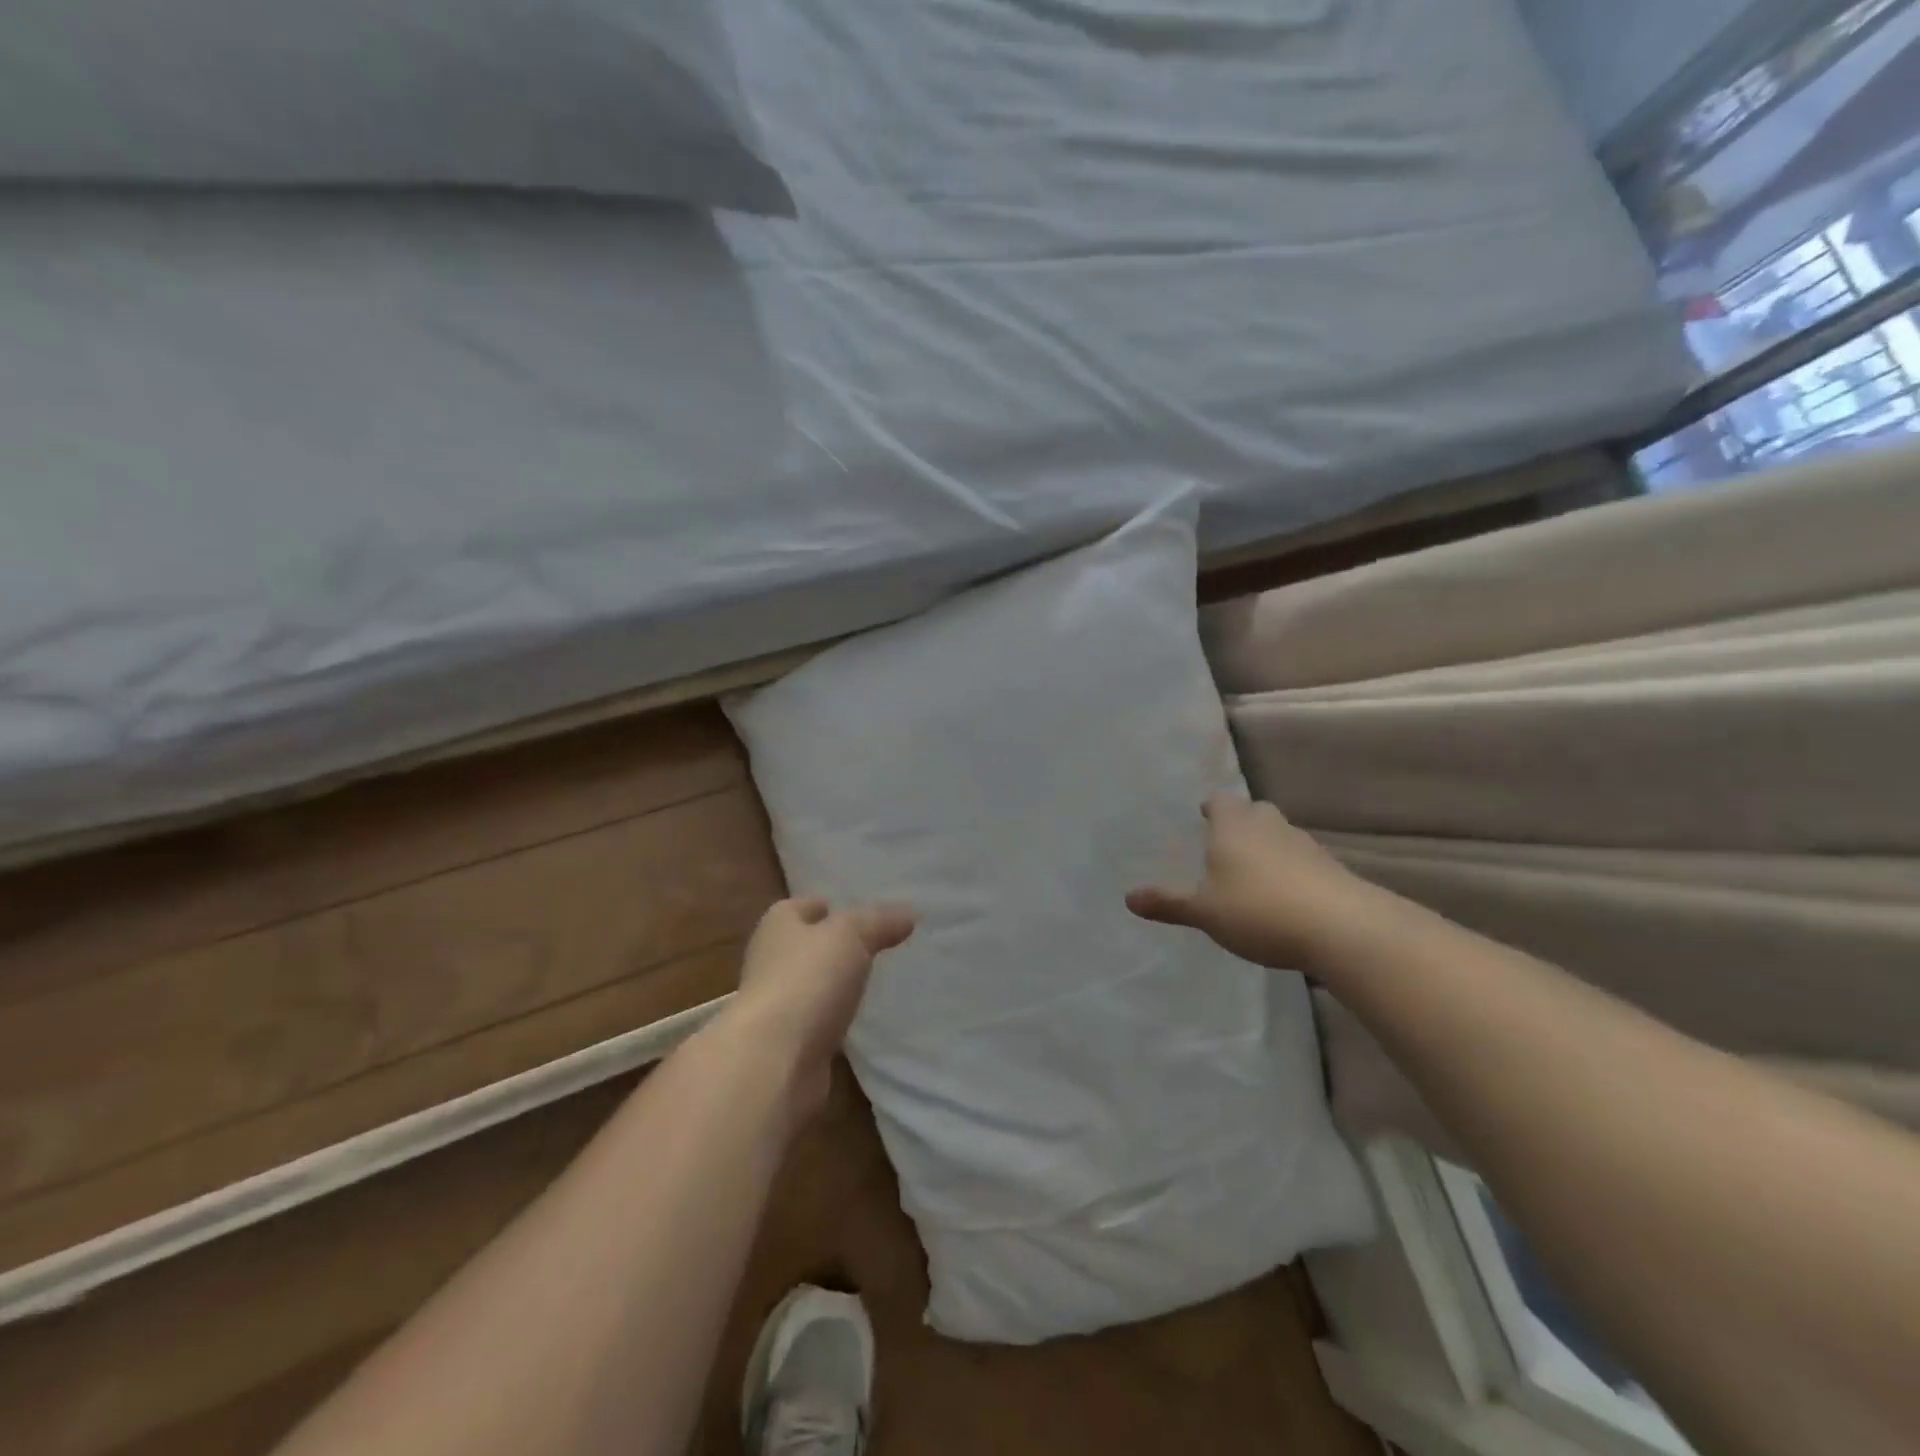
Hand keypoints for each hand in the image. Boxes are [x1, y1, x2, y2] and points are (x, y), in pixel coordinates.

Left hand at [728, 897, 914, 1120]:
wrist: (774, 1061)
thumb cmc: (808, 980)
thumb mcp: (851, 936)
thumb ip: (879, 922)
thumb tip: (909, 913)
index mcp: (778, 926)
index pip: (801, 907)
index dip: (826, 906)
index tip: (856, 911)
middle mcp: (770, 961)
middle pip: (804, 946)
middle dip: (832, 946)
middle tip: (872, 945)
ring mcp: (776, 1005)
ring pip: (811, 985)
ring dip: (833, 985)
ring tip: (870, 982)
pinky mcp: (788, 1044)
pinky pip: (816, 1022)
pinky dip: (833, 1020)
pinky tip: (857, 1021)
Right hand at [1127, 795, 1375, 968]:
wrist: (1342, 928)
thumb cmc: (1258, 910)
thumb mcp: (1204, 912)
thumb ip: (1168, 903)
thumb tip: (1128, 898)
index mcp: (1234, 827)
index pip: (1221, 801)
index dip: (1213, 808)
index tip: (1205, 816)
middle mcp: (1269, 826)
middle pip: (1255, 812)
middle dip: (1242, 823)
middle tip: (1227, 844)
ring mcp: (1306, 845)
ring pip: (1281, 835)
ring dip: (1269, 847)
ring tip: (1255, 875)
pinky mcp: (1332, 870)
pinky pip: (1304, 861)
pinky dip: (1293, 871)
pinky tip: (1286, 898)